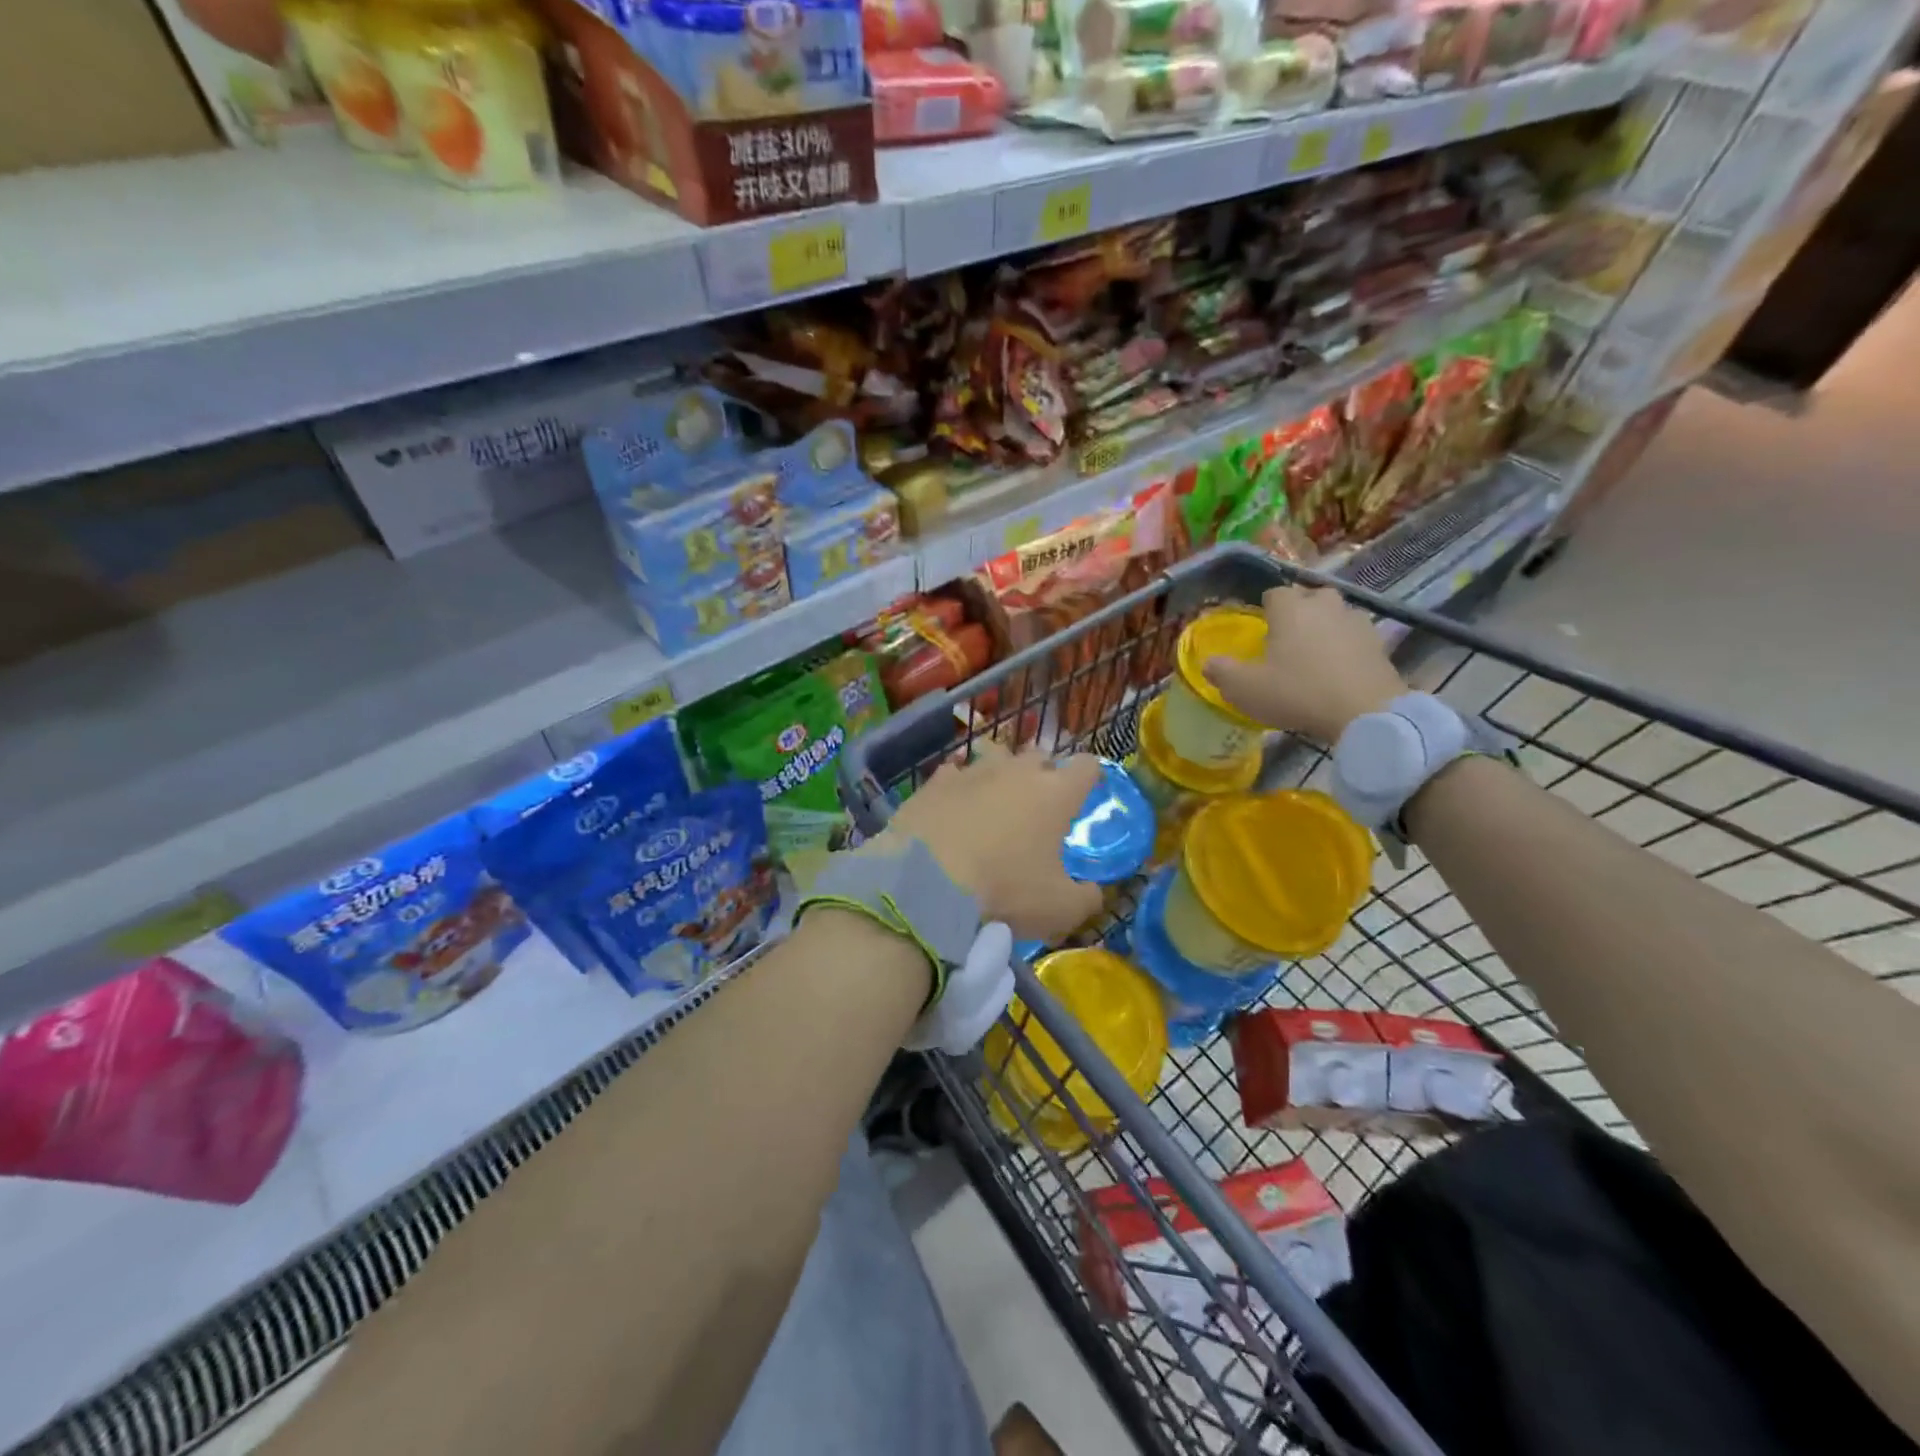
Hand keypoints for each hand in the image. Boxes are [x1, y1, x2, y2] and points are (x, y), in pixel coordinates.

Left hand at [885, 749, 1104, 943]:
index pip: (1086, 766)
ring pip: (996, 758)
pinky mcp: (935, 782)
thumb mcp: (1059, 910)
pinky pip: (955, 774)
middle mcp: (1016, 771)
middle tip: (1038, 806)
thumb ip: (1086, 898)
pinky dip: (959, 787)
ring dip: (1001, 775)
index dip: (1089, 777)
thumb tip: (1092, 892)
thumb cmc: (1004, 892)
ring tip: (995, 802)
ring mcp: (972, 771)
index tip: (1085, 794)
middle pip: (1039, 756)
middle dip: (1043, 774)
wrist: (926, 885)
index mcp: (1055, 794)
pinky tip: (953, 808)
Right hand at [1202, 585, 1406, 743]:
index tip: (1260, 629)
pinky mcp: (1379, 643)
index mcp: (1290, 609)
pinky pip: (1355, 637)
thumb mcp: (1245, 689)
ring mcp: (1357, 622)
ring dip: (1325, 627)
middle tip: (1287, 639)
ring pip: (1336, 614)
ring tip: (1314, 654)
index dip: (1265, 608)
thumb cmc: (1297, 693)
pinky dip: (1346, 646)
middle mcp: (1324, 605)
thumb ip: (1222, 672)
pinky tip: (1339, 669)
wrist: (1365, 712)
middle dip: (1299, 611)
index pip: (1274, 593)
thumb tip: (1208, 663)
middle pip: (1310, 597)